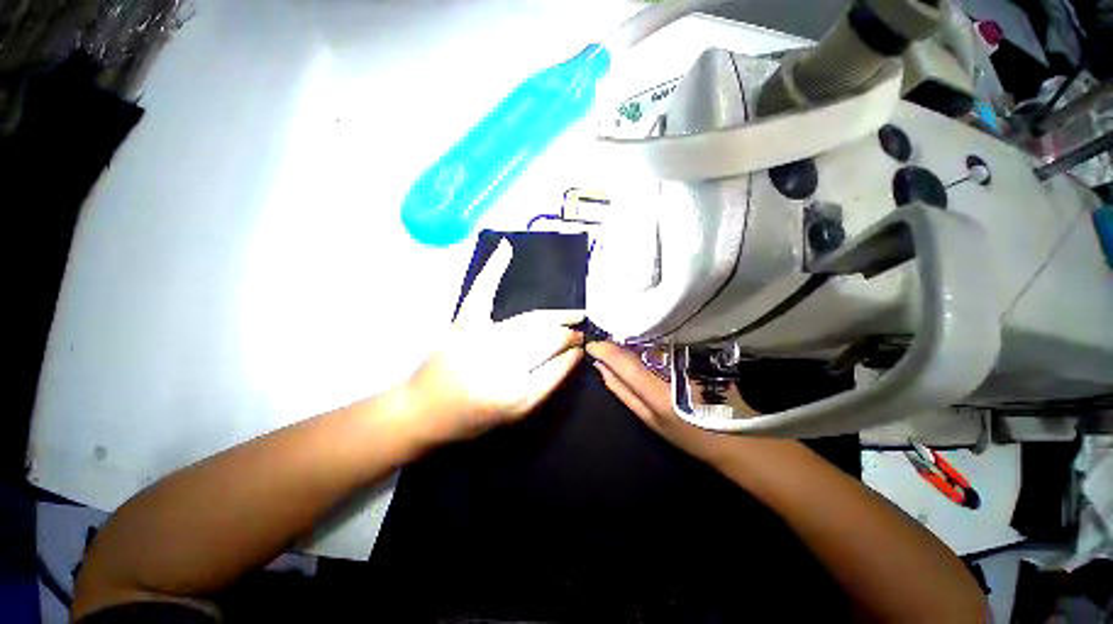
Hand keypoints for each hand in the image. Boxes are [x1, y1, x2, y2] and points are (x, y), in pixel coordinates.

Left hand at [403, 241, 584, 446]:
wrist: (422, 411)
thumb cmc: (472, 419)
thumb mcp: (516, 413)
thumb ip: (547, 384)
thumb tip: (572, 356)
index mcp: (515, 395)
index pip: (557, 364)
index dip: (573, 352)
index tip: (583, 344)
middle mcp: (500, 365)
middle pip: (545, 339)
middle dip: (567, 332)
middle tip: (580, 329)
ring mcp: (479, 339)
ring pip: (529, 321)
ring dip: (554, 316)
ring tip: (570, 315)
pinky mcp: (462, 324)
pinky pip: (481, 292)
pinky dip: (493, 269)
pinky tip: (506, 248)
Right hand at [586, 341, 753, 462]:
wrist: (741, 434)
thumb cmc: (690, 433)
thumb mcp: (651, 419)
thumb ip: (623, 391)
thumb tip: (601, 367)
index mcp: (659, 392)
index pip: (624, 362)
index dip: (605, 350)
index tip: (592, 344)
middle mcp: (675, 368)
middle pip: (638, 343)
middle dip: (618, 338)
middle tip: (607, 338)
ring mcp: (691, 356)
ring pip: (653, 337)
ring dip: (636, 335)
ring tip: (626, 337)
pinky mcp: (702, 348)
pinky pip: (669, 337)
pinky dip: (654, 336)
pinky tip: (650, 338)